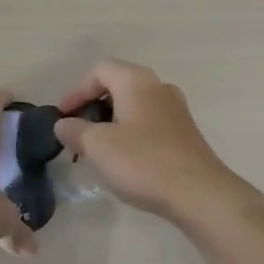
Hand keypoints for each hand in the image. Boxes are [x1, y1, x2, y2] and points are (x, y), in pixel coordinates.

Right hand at [53, 60, 263, 228]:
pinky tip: (124, 160)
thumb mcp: (98, 146)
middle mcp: (158, 86)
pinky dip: (130, 133)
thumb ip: (75, 131)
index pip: (99, 69)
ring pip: (134, 105)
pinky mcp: (185, 133)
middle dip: (93, 106)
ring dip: (111, 122)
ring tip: (97, 150)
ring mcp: (176, 109)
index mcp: (136, 80)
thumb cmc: (143, 161)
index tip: (63, 117)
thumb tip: (63, 124)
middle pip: (117, 84)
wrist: (200, 194)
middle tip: (77, 133)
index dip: (76, 90)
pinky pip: (149, 123)